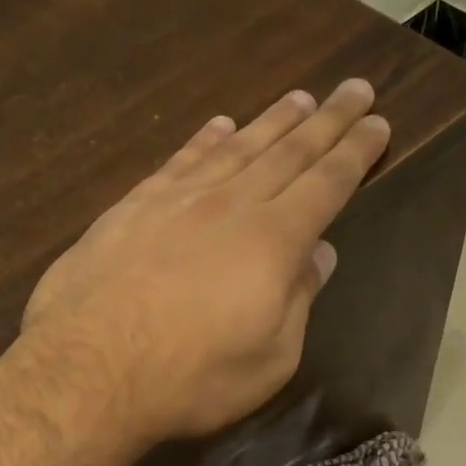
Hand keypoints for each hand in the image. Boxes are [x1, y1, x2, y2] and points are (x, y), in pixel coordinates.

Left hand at [20, 78, 389, 442]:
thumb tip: (320, 253)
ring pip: (236, 147)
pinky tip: (219, 125)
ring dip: (271, 121)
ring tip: (298, 98)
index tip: (377, 122)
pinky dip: (205, 139)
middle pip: (288, 152)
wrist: (87, 368)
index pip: (326, 183)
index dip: (355, 152)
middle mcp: (230, 205)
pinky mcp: (132, 206)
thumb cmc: (190, 377)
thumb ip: (298, 299)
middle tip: (355, 88)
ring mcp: (177, 199)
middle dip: (327, 119)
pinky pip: (180, 160)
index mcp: (273, 241)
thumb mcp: (268, 358)